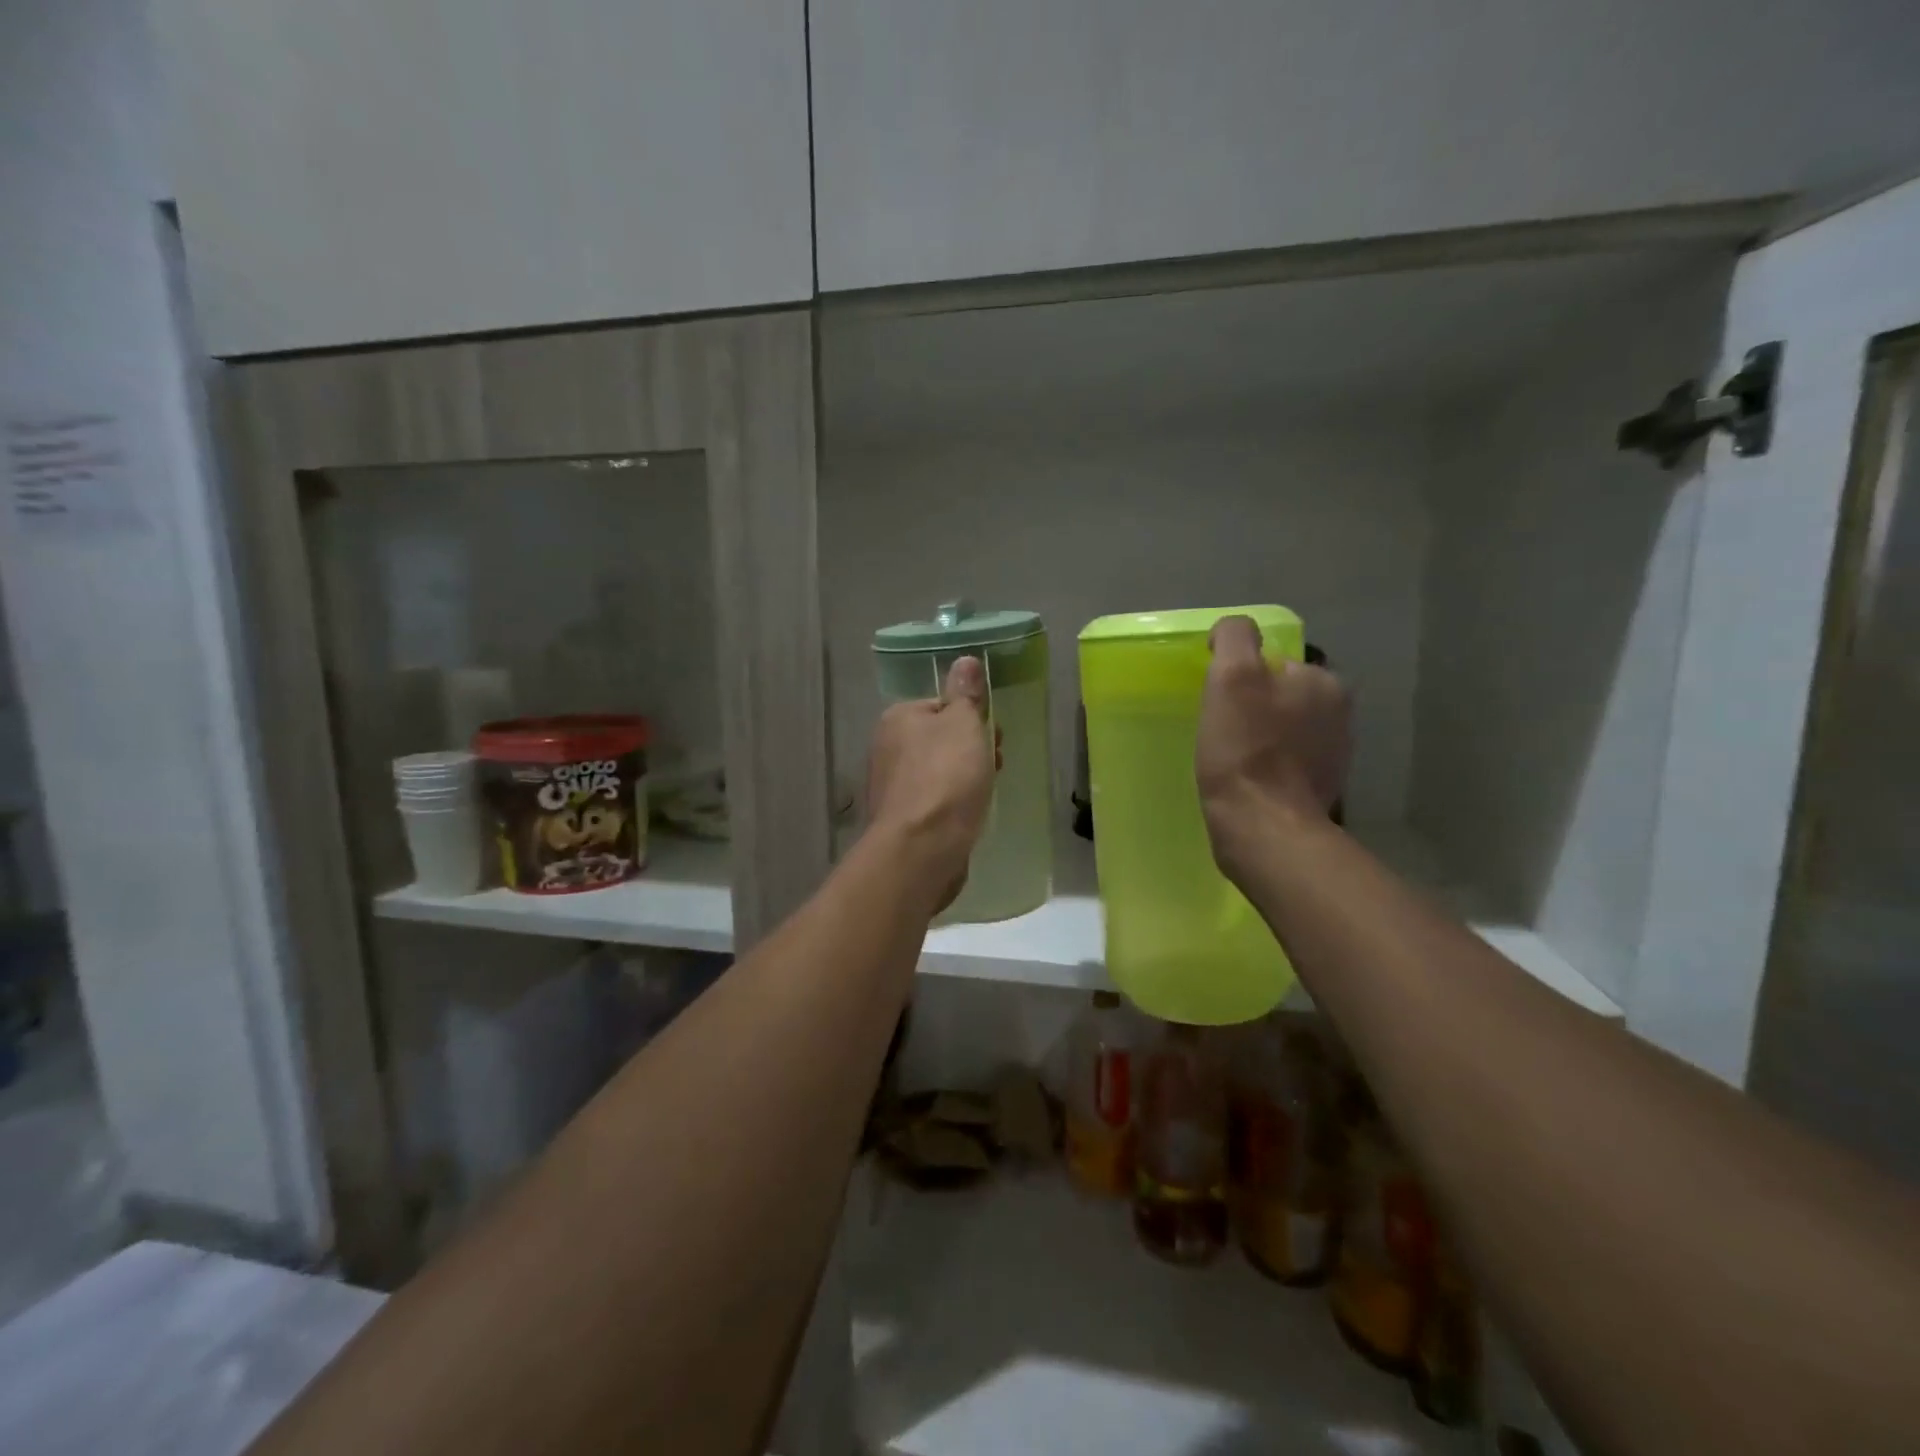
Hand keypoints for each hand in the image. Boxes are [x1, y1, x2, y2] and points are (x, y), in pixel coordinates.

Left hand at [866, 657, 996, 912]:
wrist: (921, 849)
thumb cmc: (946, 778)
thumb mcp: (964, 725)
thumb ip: (965, 693)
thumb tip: (965, 660)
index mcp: (898, 718)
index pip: (941, 705)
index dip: (972, 717)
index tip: (994, 735)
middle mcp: (887, 748)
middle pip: (940, 739)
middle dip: (971, 750)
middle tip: (996, 764)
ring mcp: (891, 786)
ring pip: (938, 771)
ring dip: (965, 778)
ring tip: (985, 794)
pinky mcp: (901, 819)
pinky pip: (934, 801)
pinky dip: (952, 804)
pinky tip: (968, 816)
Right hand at [1196, 616, 1351, 876]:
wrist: (1264, 827)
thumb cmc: (1245, 750)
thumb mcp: (1233, 677)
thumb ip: (1236, 639)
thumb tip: (1232, 632)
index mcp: (1325, 682)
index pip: (1275, 663)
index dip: (1242, 678)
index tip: (1220, 702)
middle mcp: (1340, 714)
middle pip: (1281, 696)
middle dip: (1254, 707)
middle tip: (1221, 730)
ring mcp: (1334, 756)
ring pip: (1285, 731)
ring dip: (1261, 738)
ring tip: (1231, 758)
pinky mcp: (1321, 790)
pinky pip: (1287, 764)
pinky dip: (1268, 766)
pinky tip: (1247, 780)